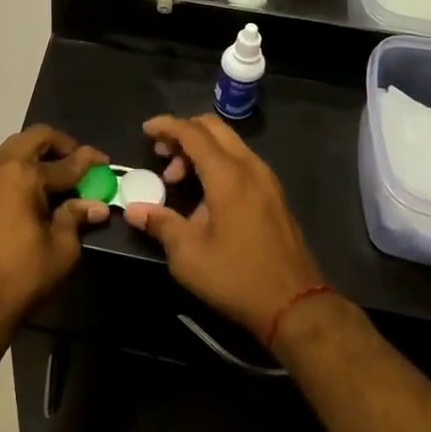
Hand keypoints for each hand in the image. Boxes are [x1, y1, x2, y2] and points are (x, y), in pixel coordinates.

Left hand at [0, 126, 109, 336]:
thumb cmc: (20, 275)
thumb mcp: (60, 249)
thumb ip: (76, 218)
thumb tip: (96, 205)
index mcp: (23, 174)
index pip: (65, 162)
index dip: (89, 161)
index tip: (105, 161)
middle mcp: (0, 165)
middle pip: (35, 138)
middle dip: (60, 145)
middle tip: (79, 162)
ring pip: (15, 148)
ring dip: (38, 154)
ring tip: (59, 176)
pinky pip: (1, 165)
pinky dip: (21, 167)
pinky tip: (35, 190)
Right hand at [125, 115, 324, 337]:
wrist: (296, 305)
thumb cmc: (237, 277)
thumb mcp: (189, 255)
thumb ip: (160, 224)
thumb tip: (133, 210)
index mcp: (227, 174)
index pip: (192, 132)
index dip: (166, 126)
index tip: (146, 130)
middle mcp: (249, 166)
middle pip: (213, 128)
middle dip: (183, 133)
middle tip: (162, 155)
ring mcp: (267, 179)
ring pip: (229, 143)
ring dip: (201, 150)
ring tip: (179, 180)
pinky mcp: (275, 194)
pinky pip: (241, 161)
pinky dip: (218, 162)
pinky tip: (206, 194)